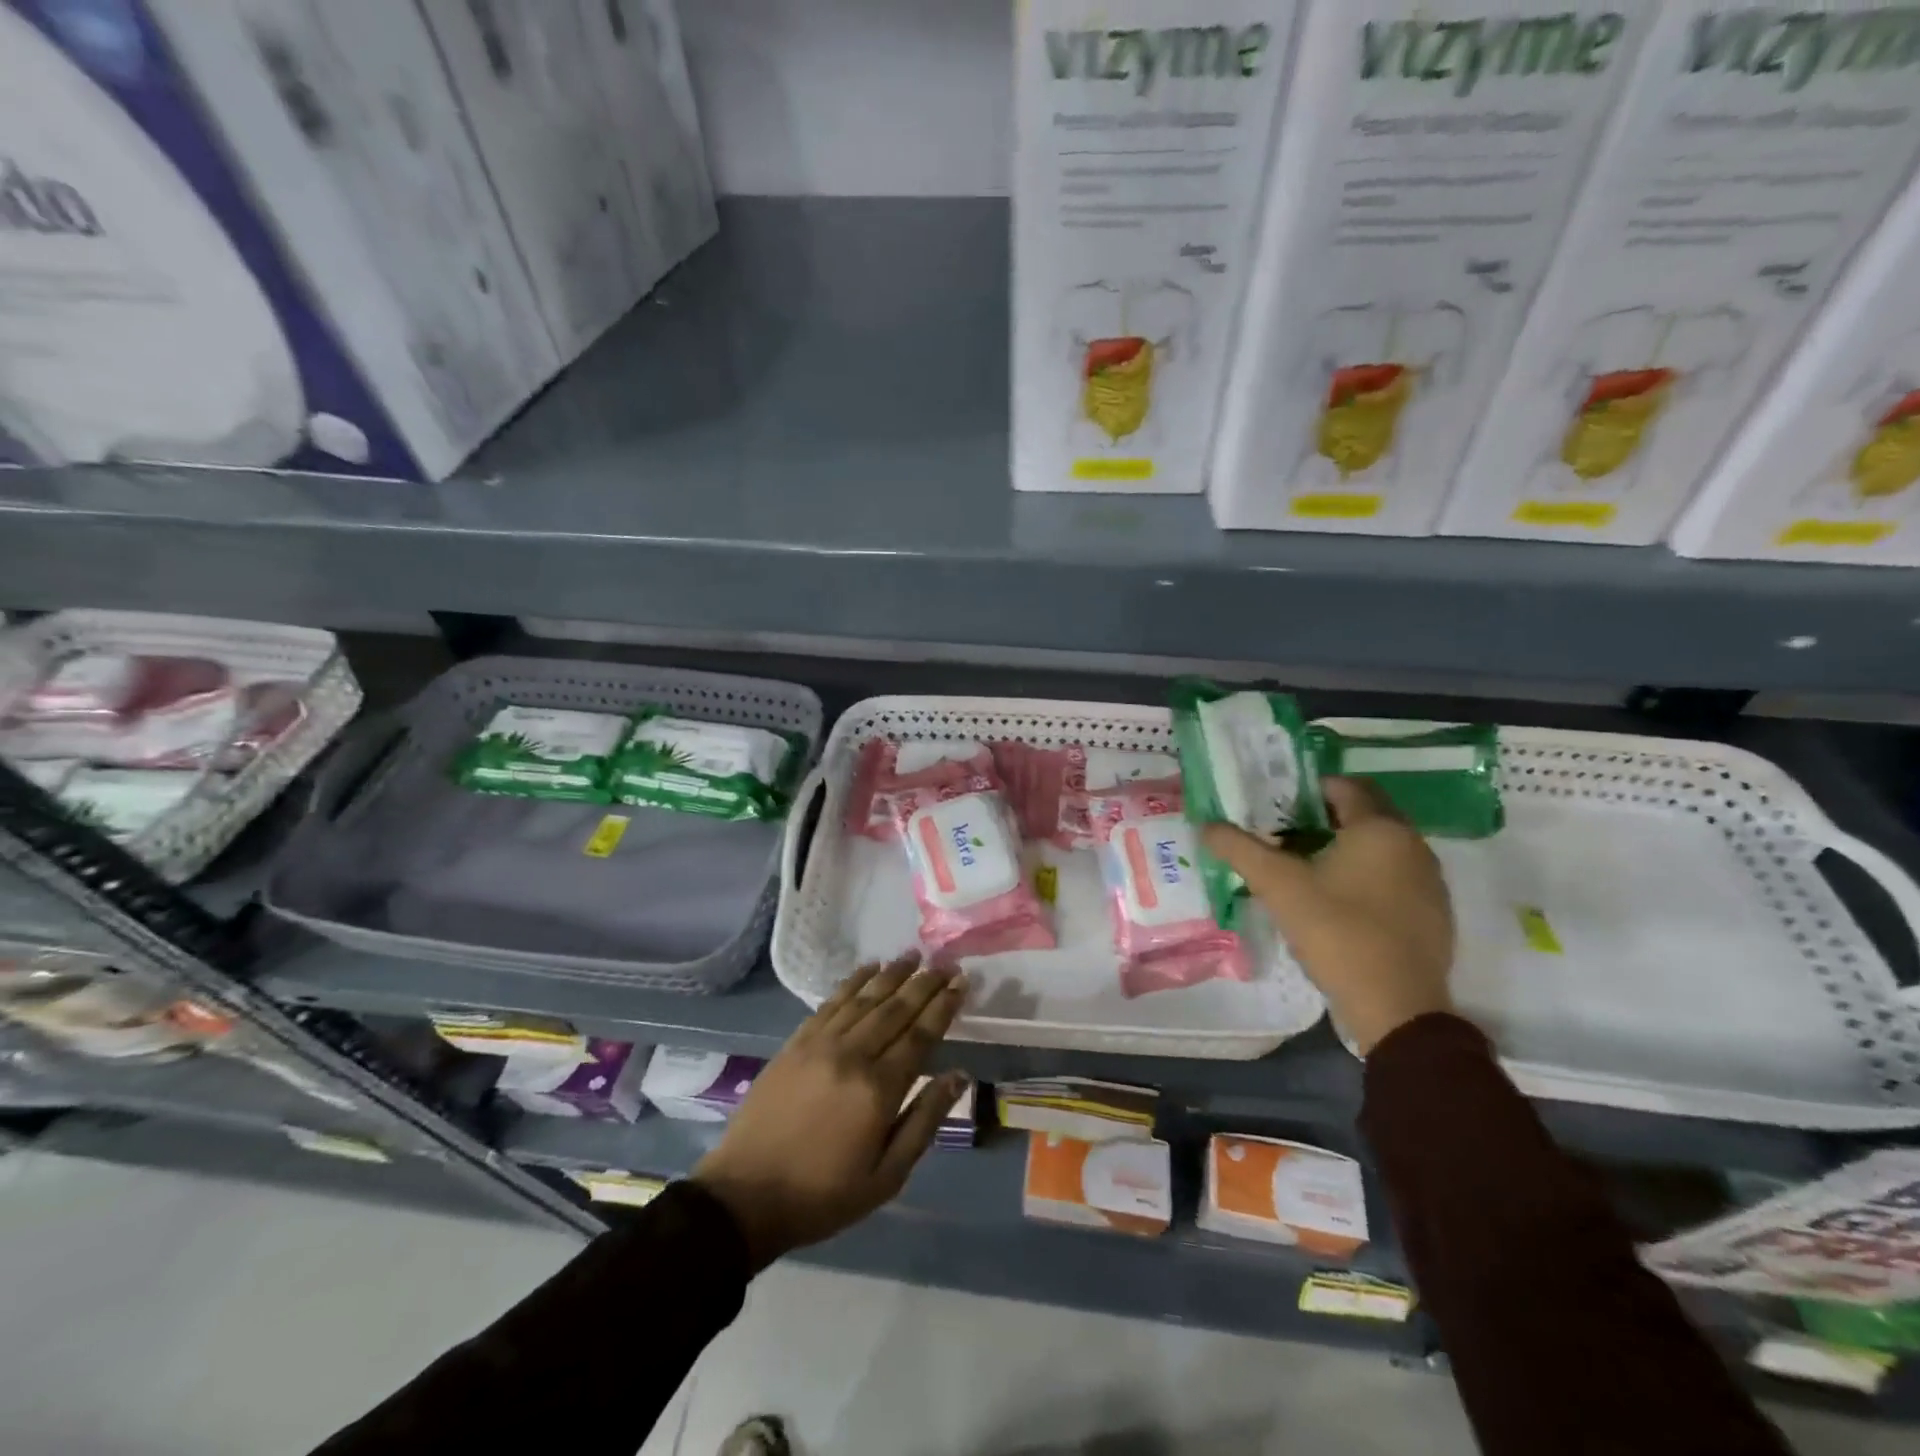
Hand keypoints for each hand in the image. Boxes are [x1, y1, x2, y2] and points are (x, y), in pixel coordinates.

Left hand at [692, 956, 968, 1269]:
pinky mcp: (796, 1042)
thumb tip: (958, 1075)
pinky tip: (868, 969)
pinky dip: (853, 981)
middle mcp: (852, 1055)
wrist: (745, 1196)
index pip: (920, 1035)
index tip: (961, 983)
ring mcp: (820, 1044)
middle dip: (924, 983)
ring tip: (914, 956)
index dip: (943, 1006)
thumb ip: (924, 1121)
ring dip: (892, 974)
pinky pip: (831, 1002)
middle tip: (946, 964)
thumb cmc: (823, 1195)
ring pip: (864, 998)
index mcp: (879, 1090)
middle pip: (896, 1008)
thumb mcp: (886, 1177)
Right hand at [1202, 776, 1454, 1055]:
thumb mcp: (1277, 886)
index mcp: (1379, 828)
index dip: (1307, 789)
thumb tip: (1206, 825)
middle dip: (1324, 816)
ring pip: (1381, 846)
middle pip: (1365, 813)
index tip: (1275, 804)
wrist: (1396, 1007)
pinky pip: (1395, 876)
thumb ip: (1239, 849)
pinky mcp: (1434, 913)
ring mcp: (1429, 880)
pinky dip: (1366, 874)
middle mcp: (1413, 844)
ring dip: (1345, 846)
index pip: (1344, 786)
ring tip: (1304, 865)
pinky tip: (1337, 901)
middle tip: (1283, 831)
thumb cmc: (1337, 932)